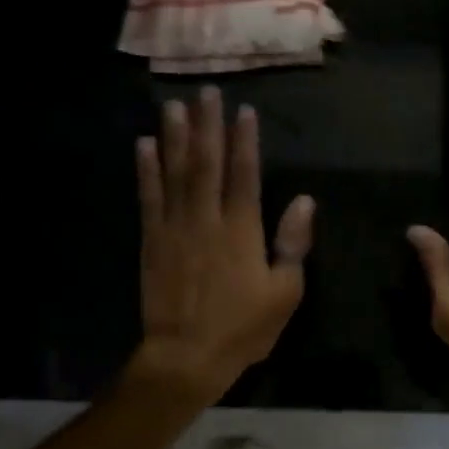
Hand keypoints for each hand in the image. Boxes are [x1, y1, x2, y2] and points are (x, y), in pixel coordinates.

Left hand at [132, 87, 314, 404]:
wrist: (186, 356)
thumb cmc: (243, 328)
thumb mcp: (285, 293)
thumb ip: (292, 244)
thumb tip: (304, 201)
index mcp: (242, 231)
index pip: (245, 175)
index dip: (245, 141)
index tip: (243, 111)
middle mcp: (206, 220)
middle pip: (207, 164)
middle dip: (208, 126)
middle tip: (206, 92)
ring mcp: (174, 228)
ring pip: (175, 173)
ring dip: (175, 137)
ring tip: (174, 106)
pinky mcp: (151, 242)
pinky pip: (148, 198)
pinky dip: (146, 171)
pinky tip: (144, 146)